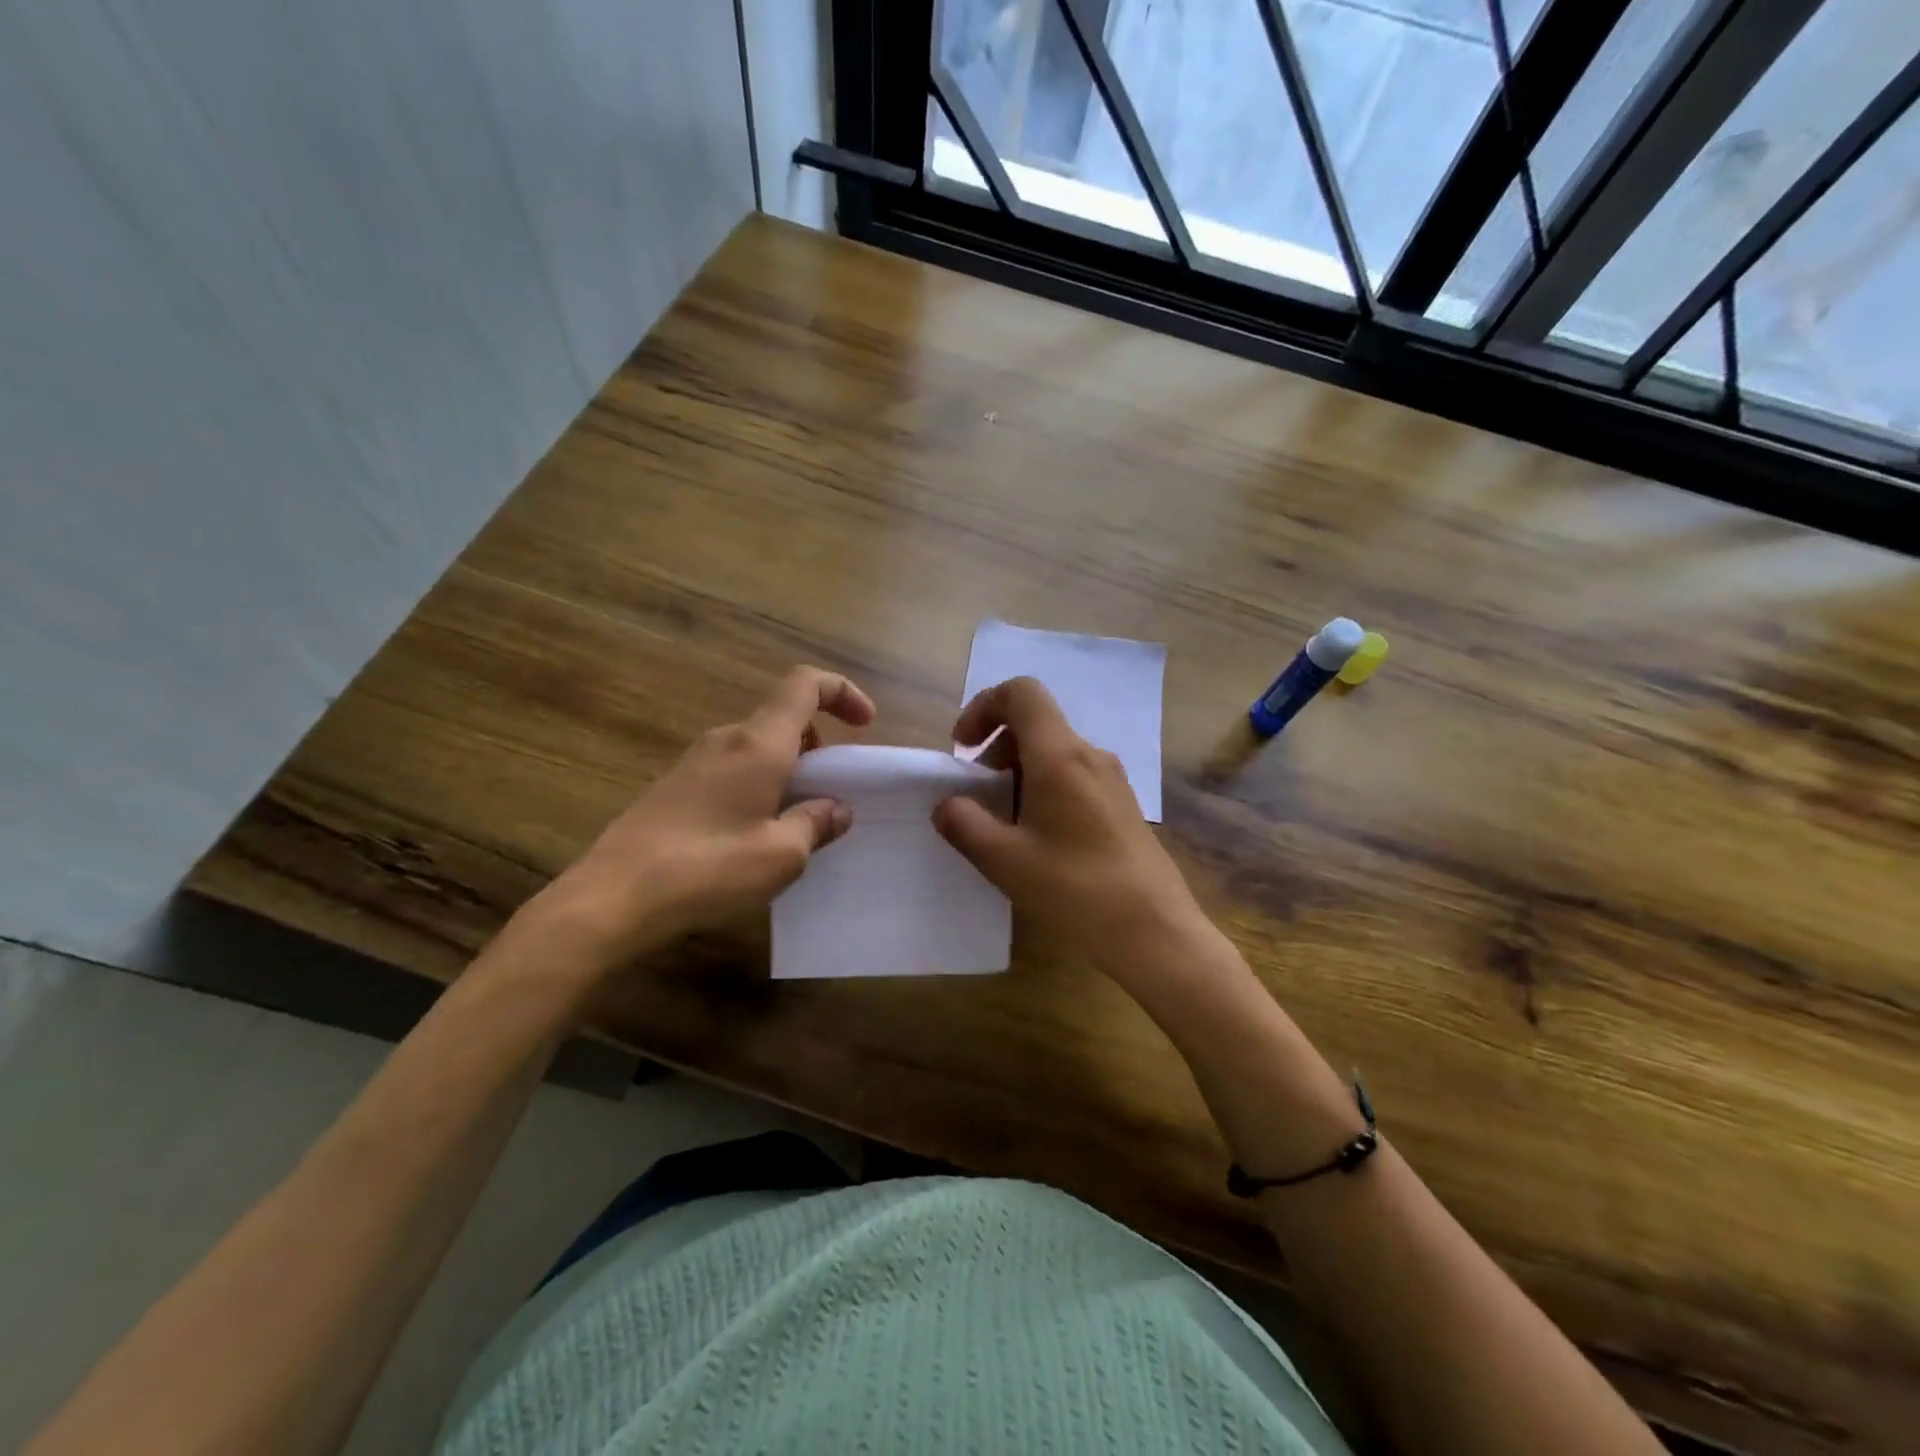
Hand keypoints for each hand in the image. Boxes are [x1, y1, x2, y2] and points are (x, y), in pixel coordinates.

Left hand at [531, 666, 875, 968]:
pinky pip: (733, 768)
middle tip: (833, 791)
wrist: (612, 897)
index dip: (841, 691)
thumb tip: (836, 808)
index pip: (804, 685)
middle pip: (783, 717)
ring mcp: (695, 761)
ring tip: (798, 819)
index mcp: (759, 744)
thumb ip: (816, 824)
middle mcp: (727, 740)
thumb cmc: (708, 869)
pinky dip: (760, 784)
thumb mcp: (781, 855)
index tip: (865, 723)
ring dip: (789, 768)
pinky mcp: (675, 786)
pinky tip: (755, 833)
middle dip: (819, 744)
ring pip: (758, 746)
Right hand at [932, 677, 1207, 978]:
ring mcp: (1112, 780)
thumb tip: (947, 805)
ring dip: (1018, 772)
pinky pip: (1074, 776)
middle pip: (1036, 723)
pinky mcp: (1122, 806)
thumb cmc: (1076, 890)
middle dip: (996, 748)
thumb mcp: (1005, 860)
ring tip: (1005, 823)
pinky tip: (1039, 839)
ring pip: (1055, 752)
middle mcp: (1090, 756)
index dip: (983, 707)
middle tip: (978, 795)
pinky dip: (1044, 789)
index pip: (1021, 693)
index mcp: (1060, 756)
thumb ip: (965, 824)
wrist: (1155, 932)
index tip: (963, 748)